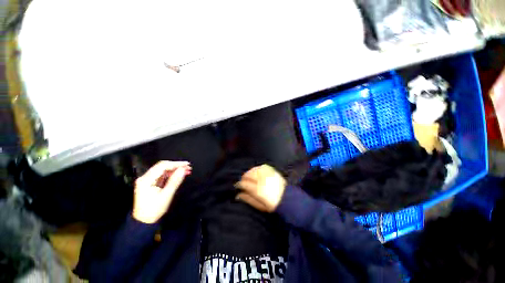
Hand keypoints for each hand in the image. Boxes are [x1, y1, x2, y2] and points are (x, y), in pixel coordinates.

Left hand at [132, 161, 191, 223]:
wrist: (144, 222)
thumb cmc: (154, 210)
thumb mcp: (166, 195)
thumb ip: (175, 181)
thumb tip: (183, 169)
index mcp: (146, 180)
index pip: (162, 166)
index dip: (176, 164)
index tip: (186, 164)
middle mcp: (145, 178)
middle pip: (162, 166)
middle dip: (176, 166)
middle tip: (188, 167)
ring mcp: (147, 180)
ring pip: (163, 170)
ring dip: (175, 169)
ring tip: (186, 170)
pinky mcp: (150, 183)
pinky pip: (162, 175)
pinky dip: (171, 174)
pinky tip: (179, 175)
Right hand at [235, 164, 286, 212]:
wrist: (288, 199)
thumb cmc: (273, 205)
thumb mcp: (260, 206)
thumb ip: (248, 199)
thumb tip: (238, 195)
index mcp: (258, 190)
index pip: (245, 184)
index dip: (240, 184)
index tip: (237, 185)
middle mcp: (262, 180)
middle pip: (249, 175)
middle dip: (244, 177)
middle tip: (242, 181)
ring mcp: (268, 175)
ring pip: (255, 170)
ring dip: (250, 172)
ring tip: (248, 175)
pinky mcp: (273, 171)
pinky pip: (262, 167)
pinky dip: (257, 168)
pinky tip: (256, 171)